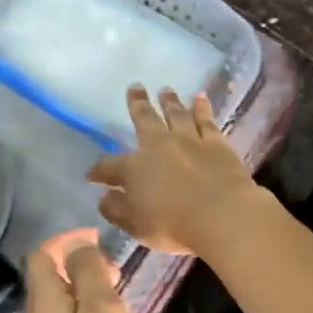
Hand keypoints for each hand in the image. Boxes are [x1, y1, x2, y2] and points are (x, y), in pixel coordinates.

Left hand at [23, 228, 140, 312]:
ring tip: (117, 298)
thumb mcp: (102, 311)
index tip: (97, 237)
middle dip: (79, 265)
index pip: (42, 255)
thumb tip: (78, 246)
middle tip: (116, 271)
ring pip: (59, 304)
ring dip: (84, 291)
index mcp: (43, 304)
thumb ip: (88, 272)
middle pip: (48, 279)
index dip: (66, 239)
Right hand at [87, 86, 263, 255]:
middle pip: (144, 119)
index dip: (99, 170)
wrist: (221, 216)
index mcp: (134, 168)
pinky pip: (206, 121)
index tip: (92, 175)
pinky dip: (202, 108)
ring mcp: (189, 141)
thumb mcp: (136, 225)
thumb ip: (116, 210)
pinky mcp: (216, 144)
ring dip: (169, 101)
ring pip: (176, 114)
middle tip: (135, 86)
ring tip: (165, 90)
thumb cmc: (173, 225)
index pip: (109, 166)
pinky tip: (200, 98)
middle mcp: (159, 146)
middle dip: (137, 104)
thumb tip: (103, 197)